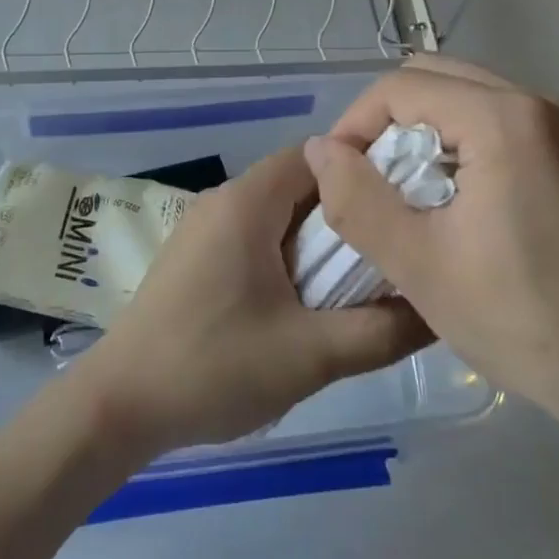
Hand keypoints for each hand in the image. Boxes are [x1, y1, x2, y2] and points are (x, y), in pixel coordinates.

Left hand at [74, 147, 432, 458]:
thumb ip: (382, 330)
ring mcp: (203, 229)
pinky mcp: (194, 258)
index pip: (317, 155)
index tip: (405, 206)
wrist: (120, 404)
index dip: (365, 172)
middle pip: (299, 183)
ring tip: (360, 282)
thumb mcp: (311, 354)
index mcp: (247, 202)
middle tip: (393, 251)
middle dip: (346, 213)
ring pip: (277, 215)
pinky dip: (287, 257)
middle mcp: (223, 201)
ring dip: (317, 241)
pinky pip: (253, 238)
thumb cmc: (214, 366)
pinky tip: (307, 302)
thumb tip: (438, 308)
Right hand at [302, 57, 558, 442]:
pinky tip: (453, 199)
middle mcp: (541, 102)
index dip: (355, 125)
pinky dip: (457, 142)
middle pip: (433, 79)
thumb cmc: (523, 321)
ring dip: (421, 133)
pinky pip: (495, 118)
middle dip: (386, 124)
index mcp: (506, 119)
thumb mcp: (418, 265)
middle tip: (369, 184)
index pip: (400, 87)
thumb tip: (319, 150)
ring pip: (463, 96)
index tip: (339, 179)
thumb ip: (356, 199)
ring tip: (405, 194)